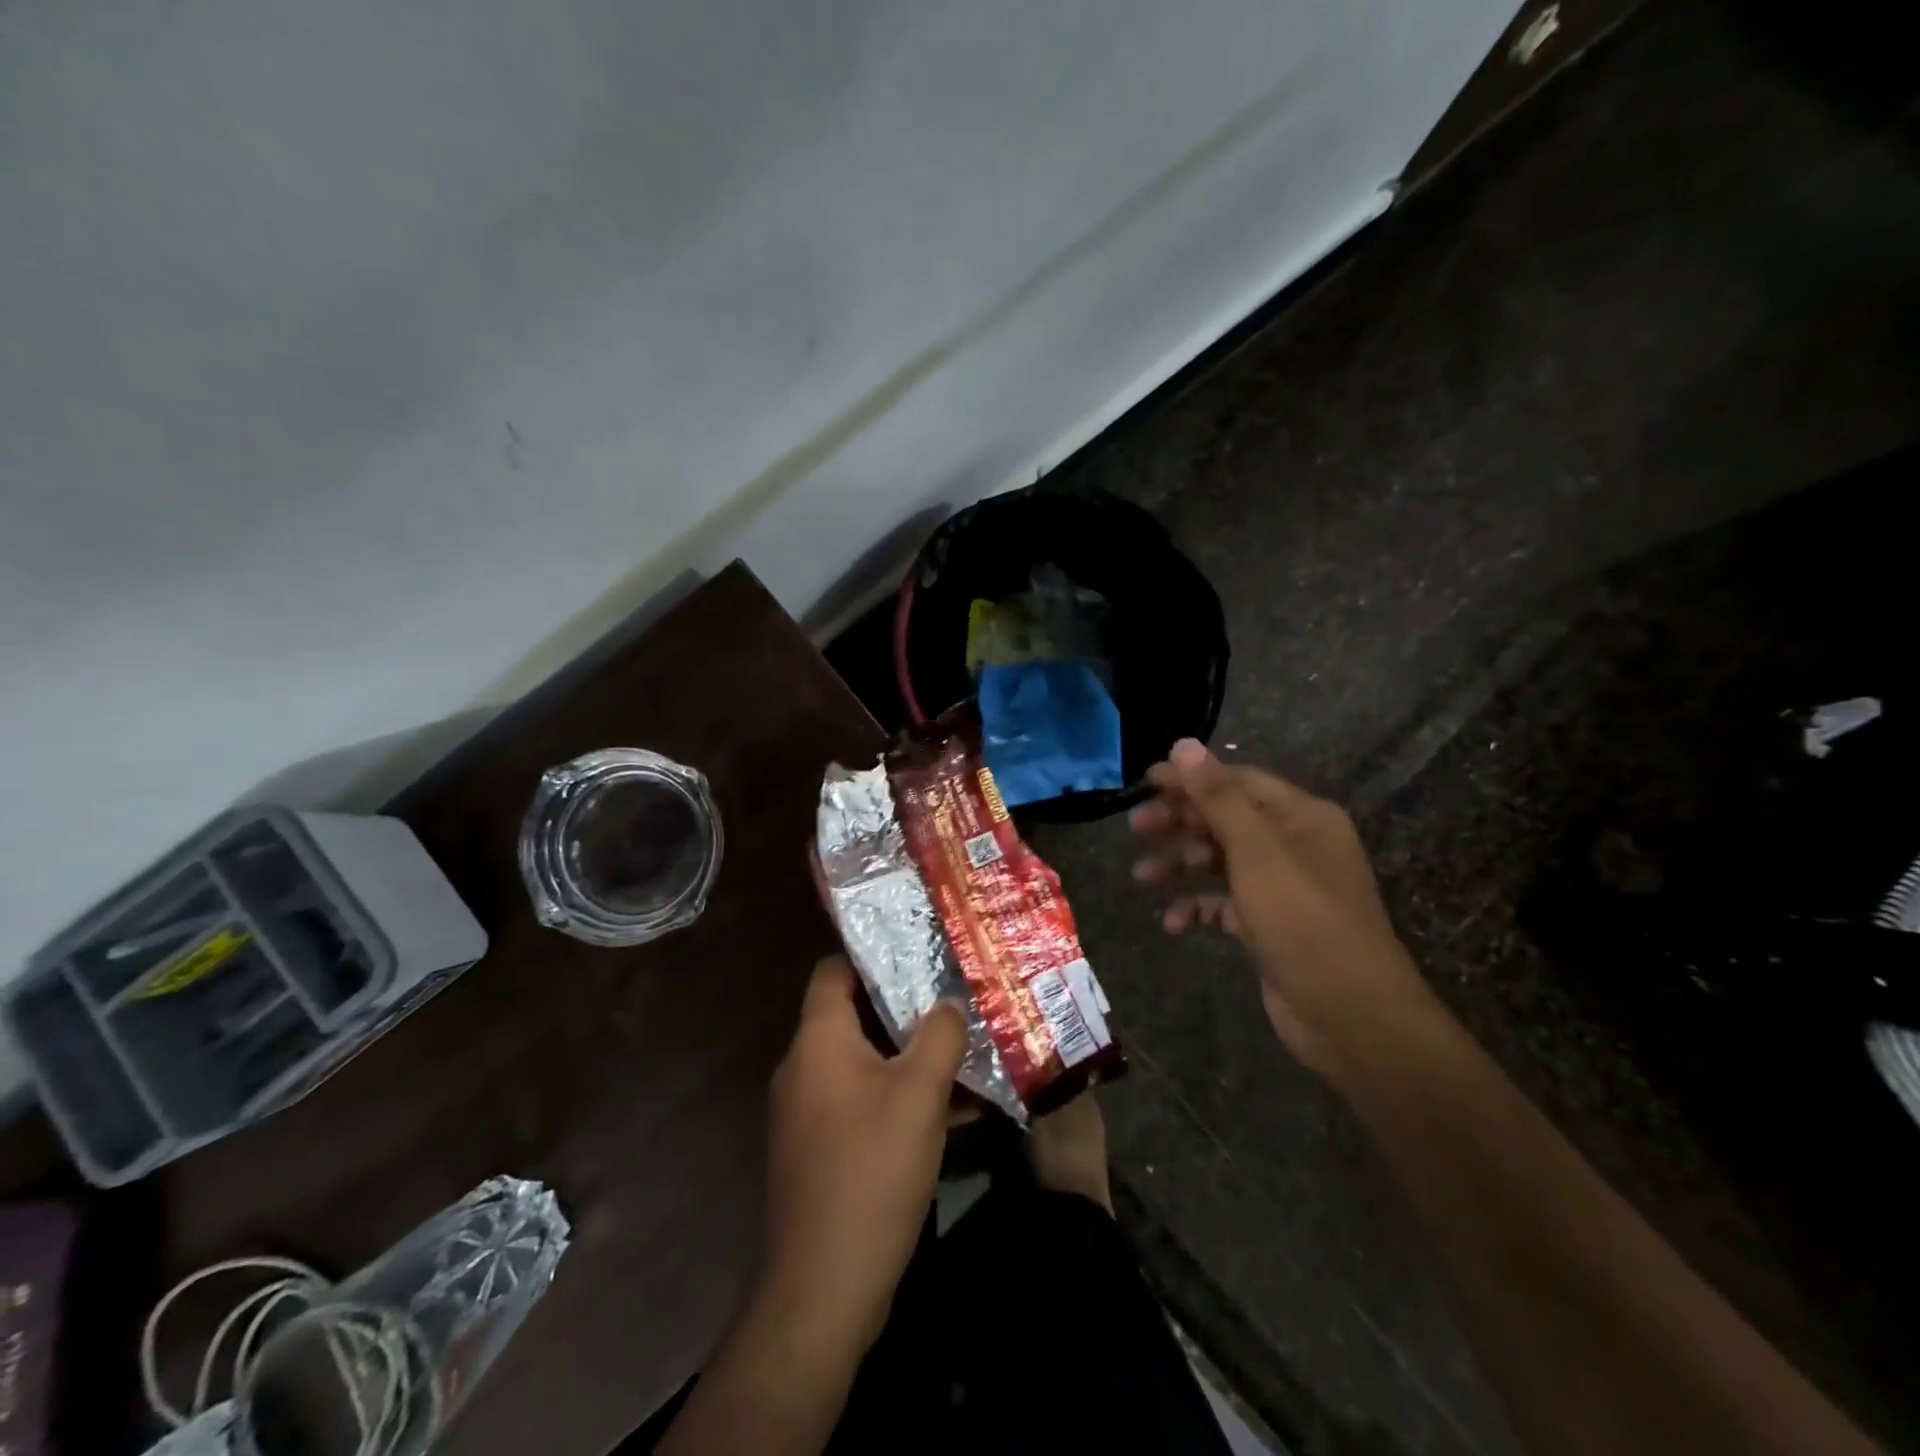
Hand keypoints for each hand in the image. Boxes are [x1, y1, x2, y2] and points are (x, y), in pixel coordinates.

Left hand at [761, 956, 967, 1353]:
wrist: (822, 1287)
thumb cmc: (870, 1170)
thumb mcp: (919, 1094)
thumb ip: (940, 1036)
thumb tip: (950, 1002)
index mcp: (818, 1041)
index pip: (833, 971)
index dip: (871, 954)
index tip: (917, 948)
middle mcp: (804, 1068)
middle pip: (853, 1016)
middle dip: (904, 1008)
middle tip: (952, 997)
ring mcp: (807, 1113)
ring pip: (863, 1064)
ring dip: (908, 1057)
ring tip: (961, 1049)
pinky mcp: (820, 1151)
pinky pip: (862, 1104)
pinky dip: (898, 1098)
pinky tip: (951, 1111)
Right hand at [1129, 739, 1431, 1072]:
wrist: (1351, 1015)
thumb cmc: (1303, 919)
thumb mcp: (1257, 852)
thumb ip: (1218, 797)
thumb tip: (1184, 745)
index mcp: (1301, 817)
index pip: (1238, 781)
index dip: (1191, 778)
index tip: (1145, 782)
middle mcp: (1294, 846)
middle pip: (1226, 820)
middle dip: (1180, 822)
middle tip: (1137, 827)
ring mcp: (1282, 889)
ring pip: (1221, 863)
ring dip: (1181, 866)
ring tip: (1142, 877)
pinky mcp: (1269, 927)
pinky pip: (1225, 906)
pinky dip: (1198, 908)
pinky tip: (1173, 922)